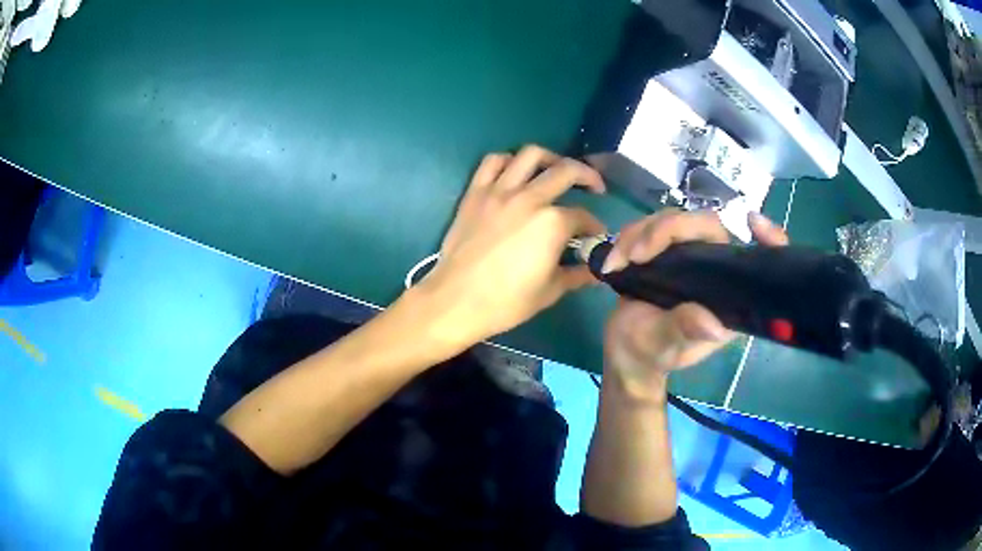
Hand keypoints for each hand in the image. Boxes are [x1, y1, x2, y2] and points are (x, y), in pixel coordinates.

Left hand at [414, 145, 606, 345]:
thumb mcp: (550, 292)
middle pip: (566, 171)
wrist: (455, 301)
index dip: (594, 227)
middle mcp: (529, 198)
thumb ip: (577, 275)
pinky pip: (493, 162)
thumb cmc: (506, 302)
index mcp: (552, 223)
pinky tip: (515, 172)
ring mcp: (499, 191)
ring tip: (556, 170)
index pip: (583, 217)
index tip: (595, 236)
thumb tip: (595, 270)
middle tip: (594, 188)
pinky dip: (508, 161)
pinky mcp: (475, 193)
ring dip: (551, 158)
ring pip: (530, 155)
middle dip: (588, 177)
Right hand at [602, 210, 788, 402]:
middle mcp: (715, 272)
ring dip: (640, 233)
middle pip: (705, 226)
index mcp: (728, 297)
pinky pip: (653, 227)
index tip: (753, 222)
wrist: (625, 354)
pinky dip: (629, 237)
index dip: (768, 240)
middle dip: (667, 230)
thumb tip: (713, 326)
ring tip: (617, 261)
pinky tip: (614, 259)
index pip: (759, 261)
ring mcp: (691, 258)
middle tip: (635, 253)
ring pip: (674, 220)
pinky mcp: (667, 252)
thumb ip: (685, 331)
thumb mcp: (665, 347)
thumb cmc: (650, 355)